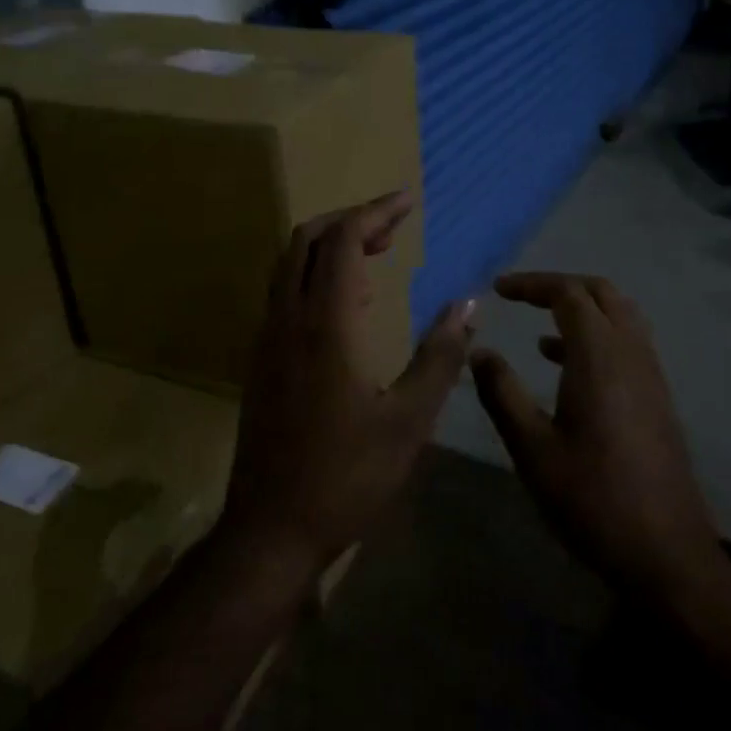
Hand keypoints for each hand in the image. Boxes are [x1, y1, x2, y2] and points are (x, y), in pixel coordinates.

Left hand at [222, 192, 476, 571]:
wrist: (271, 529)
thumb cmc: (347, 477)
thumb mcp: (409, 421)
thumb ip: (440, 356)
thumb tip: (468, 305)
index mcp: (325, 325)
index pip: (342, 241)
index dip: (376, 213)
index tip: (408, 201)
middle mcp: (287, 320)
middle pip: (307, 240)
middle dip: (350, 220)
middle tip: (394, 225)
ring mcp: (268, 339)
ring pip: (289, 265)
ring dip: (329, 245)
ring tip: (377, 252)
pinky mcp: (262, 361)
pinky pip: (285, 294)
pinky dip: (316, 275)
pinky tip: (350, 303)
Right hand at [470, 273, 729, 606]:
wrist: (665, 553)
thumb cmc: (591, 498)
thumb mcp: (532, 448)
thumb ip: (502, 393)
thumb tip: (480, 352)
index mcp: (600, 356)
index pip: (568, 294)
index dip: (531, 284)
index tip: (498, 289)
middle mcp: (632, 354)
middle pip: (601, 293)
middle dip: (560, 286)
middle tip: (521, 296)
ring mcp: (650, 375)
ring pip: (620, 317)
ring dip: (581, 310)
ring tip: (538, 326)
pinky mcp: (657, 399)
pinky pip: (627, 344)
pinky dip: (596, 336)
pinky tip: (564, 365)